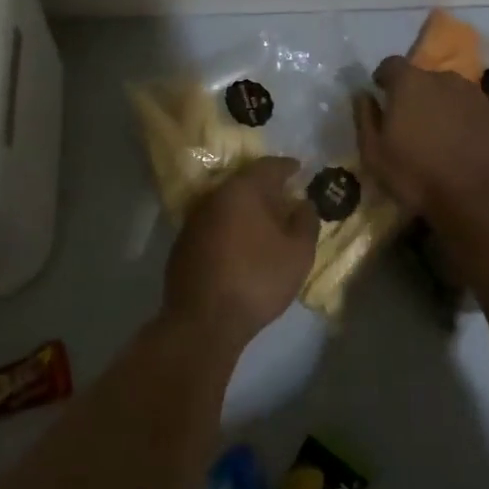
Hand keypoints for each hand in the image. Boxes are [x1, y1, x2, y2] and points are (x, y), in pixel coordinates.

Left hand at [163, 156, 318, 341]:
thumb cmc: (257, 280)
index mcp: (242, 190)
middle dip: (267, 189)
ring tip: (267, 224)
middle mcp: (213, 197)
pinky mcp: (182, 245)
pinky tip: (242, 246)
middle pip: (244, 183)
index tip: (301, 170)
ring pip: (227, 205)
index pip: (268, 166)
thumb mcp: (298, 252)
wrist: (203, 322)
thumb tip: (303, 203)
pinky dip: (231, 228)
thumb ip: (306, 221)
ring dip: (247, 210)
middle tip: (286, 199)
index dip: (287, 167)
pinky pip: (214, 226)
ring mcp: (193, 221)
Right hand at [354, 56, 488, 217]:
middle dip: (417, 93)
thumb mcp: (373, 154)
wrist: (474, 197)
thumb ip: (365, 118)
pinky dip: (488, 105)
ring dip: (447, 101)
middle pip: (425, 76)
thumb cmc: (415, 176)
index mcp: (409, 83)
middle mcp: (443, 78)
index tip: (382, 93)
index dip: (385, 77)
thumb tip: (362, 94)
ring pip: (456, 88)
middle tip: (414, 121)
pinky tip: (485, 119)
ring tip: (446, 129)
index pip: (391, 64)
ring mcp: (476, 92)